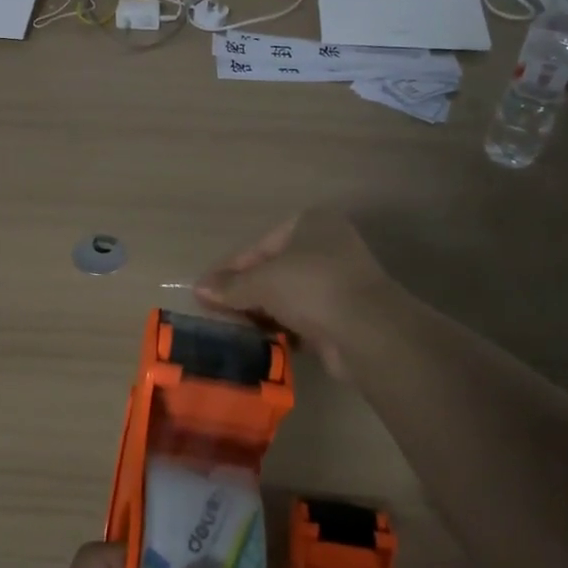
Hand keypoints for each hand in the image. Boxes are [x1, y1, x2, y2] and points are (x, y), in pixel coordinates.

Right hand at [194, 208, 391, 378]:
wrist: (368, 331)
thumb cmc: (311, 286)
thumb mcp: (262, 282)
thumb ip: (230, 286)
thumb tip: (199, 288)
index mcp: (311, 223)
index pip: (260, 245)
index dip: (231, 269)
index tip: (207, 292)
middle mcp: (328, 247)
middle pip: (275, 270)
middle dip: (247, 292)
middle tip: (218, 314)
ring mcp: (340, 282)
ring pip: (290, 296)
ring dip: (264, 313)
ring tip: (235, 331)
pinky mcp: (345, 316)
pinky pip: (305, 320)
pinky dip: (285, 330)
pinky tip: (263, 344)